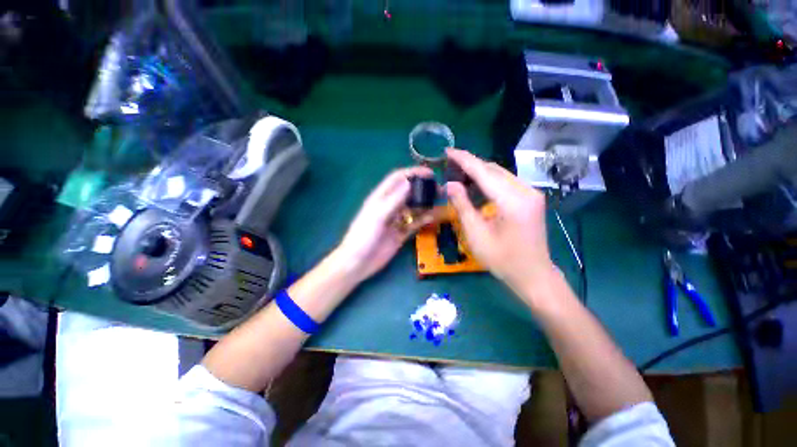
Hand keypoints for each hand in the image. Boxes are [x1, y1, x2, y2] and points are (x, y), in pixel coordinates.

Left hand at [335, 167, 435, 282]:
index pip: (397, 179)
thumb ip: (393, 200)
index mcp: (380, 198)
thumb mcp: (377, 216)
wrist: (358, 263)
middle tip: (439, 188)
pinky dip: (424, 219)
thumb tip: (409, 182)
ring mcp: (396, 220)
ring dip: (425, 203)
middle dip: (422, 188)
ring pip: (413, 207)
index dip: (412, 173)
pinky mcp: (401, 233)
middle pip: (407, 192)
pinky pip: (414, 223)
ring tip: (440, 201)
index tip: (429, 173)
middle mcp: (389, 206)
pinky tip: (433, 217)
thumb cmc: (363, 237)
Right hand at [444, 149, 555, 303]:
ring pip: (500, 174)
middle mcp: (526, 191)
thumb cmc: (502, 259)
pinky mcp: (531, 198)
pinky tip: (476, 185)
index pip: (484, 172)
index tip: (448, 151)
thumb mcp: (476, 234)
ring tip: (459, 175)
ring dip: (479, 172)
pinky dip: (489, 181)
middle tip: (449, 165)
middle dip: (470, 164)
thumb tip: (450, 184)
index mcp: (513, 201)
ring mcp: (531, 194)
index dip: (464, 160)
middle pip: (493, 169)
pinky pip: (506, 182)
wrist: (533, 274)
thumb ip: (462, 206)